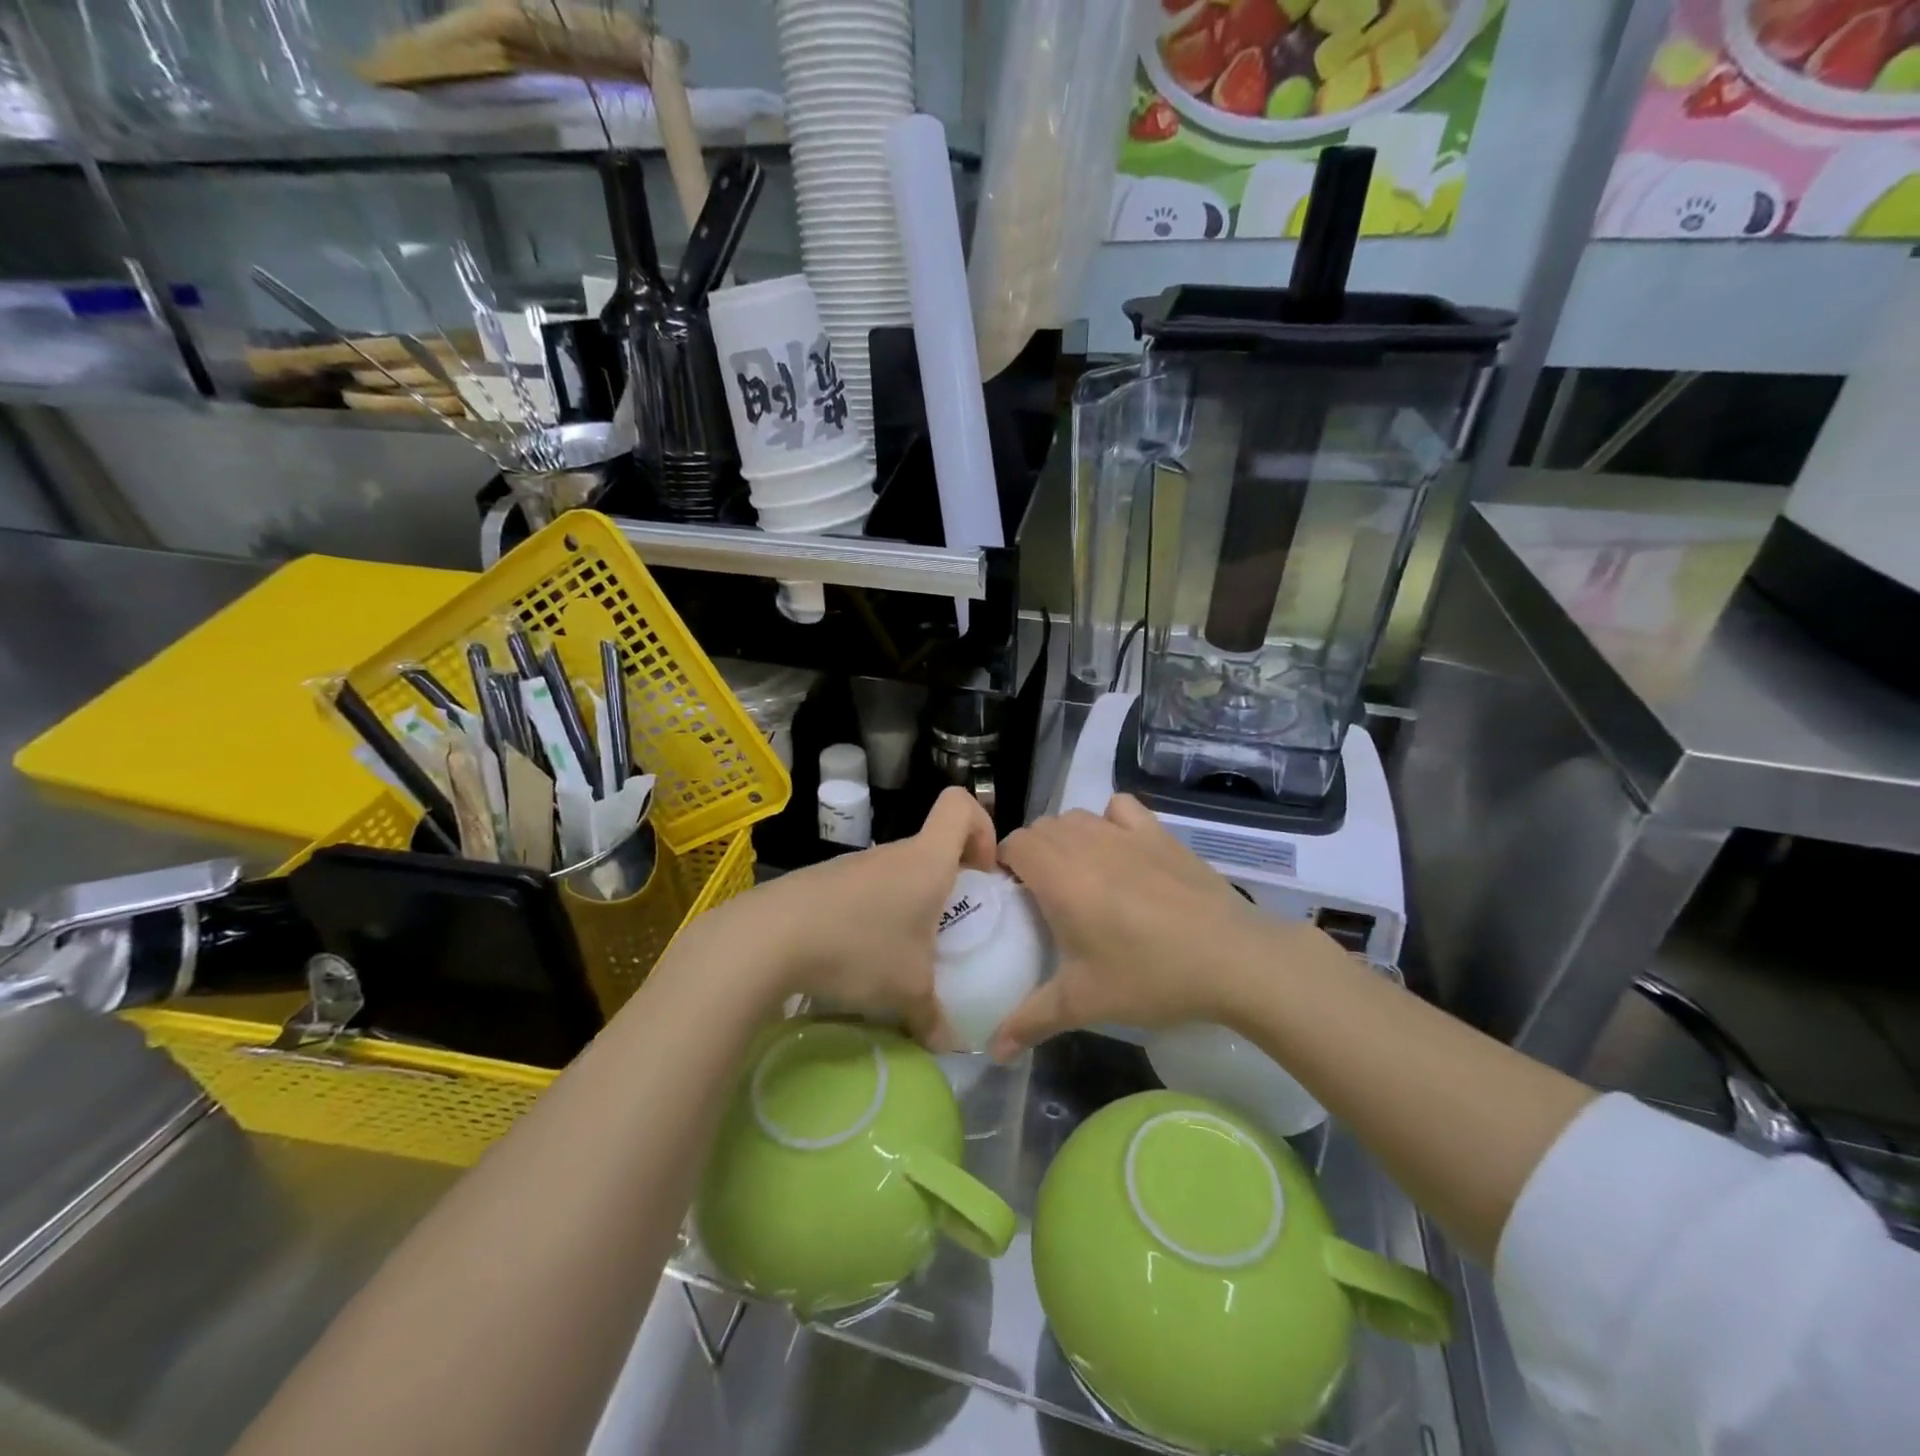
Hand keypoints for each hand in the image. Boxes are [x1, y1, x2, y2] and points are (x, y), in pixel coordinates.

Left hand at [725, 786, 997, 1043]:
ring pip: (895, 874)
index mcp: (926, 861)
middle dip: (946, 885)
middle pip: (931, 847)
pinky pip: (862, 893)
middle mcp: (892, 854)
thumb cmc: (858, 948)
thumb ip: (935, 1018)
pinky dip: (870, 918)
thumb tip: (951, 1045)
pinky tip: (855, 959)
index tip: (980, 874)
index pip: (960, 805)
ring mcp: (853, 866)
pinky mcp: (822, 883)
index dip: (981, 828)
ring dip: (906, 907)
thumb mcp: (908, 992)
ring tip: (898, 956)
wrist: (768, 939)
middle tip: (944, 933)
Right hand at [989, 795, 1281, 1059]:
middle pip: (1042, 828)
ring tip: (1080, 876)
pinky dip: (1109, 820)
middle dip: (1034, 854)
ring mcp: (1124, 832)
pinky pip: (1119, 808)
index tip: (1015, 897)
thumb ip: (1030, 1021)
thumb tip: (993, 1050)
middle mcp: (1086, 843)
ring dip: (1067, 838)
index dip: (1007, 865)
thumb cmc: (1150, 977)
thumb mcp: (1083, 1003)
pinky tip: (1119, 849)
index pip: (1014, 844)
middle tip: (1045, 896)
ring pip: (1077, 817)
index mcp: (1059, 877)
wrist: (1232, 959)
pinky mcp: (1158, 832)